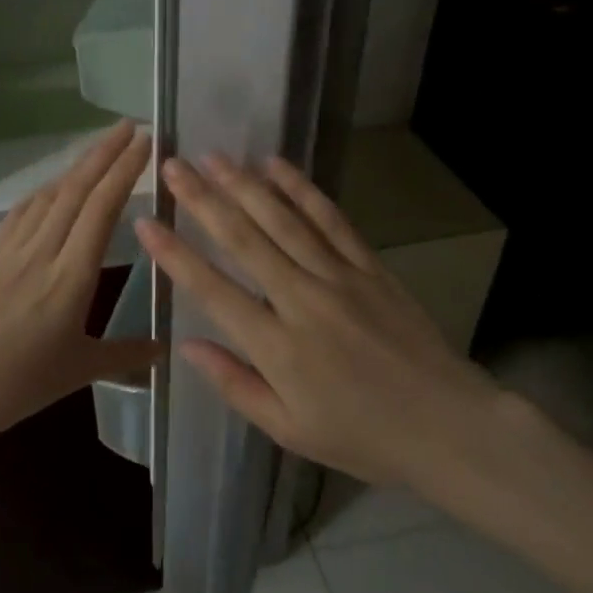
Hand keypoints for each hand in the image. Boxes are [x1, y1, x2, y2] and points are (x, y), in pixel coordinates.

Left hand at [0, 122, 159, 448]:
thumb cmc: (16, 385)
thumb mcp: (79, 372)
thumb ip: (126, 355)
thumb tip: (165, 348)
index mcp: (71, 277)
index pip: (102, 208)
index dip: (125, 170)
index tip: (145, 142)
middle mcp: (42, 251)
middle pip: (77, 189)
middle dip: (105, 152)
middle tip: (131, 126)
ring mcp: (11, 249)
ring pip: (50, 194)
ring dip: (77, 166)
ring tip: (101, 148)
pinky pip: (23, 210)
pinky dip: (46, 190)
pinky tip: (53, 187)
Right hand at [135, 153, 504, 487]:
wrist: (446, 424)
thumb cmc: (361, 435)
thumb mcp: (289, 429)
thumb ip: (235, 384)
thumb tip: (188, 346)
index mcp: (277, 346)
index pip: (213, 290)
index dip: (175, 255)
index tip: (146, 222)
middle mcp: (301, 300)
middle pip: (244, 239)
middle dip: (203, 200)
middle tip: (174, 166)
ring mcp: (338, 276)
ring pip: (282, 220)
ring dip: (244, 185)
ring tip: (213, 157)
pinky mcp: (368, 265)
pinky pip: (329, 219)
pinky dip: (301, 189)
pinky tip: (277, 166)